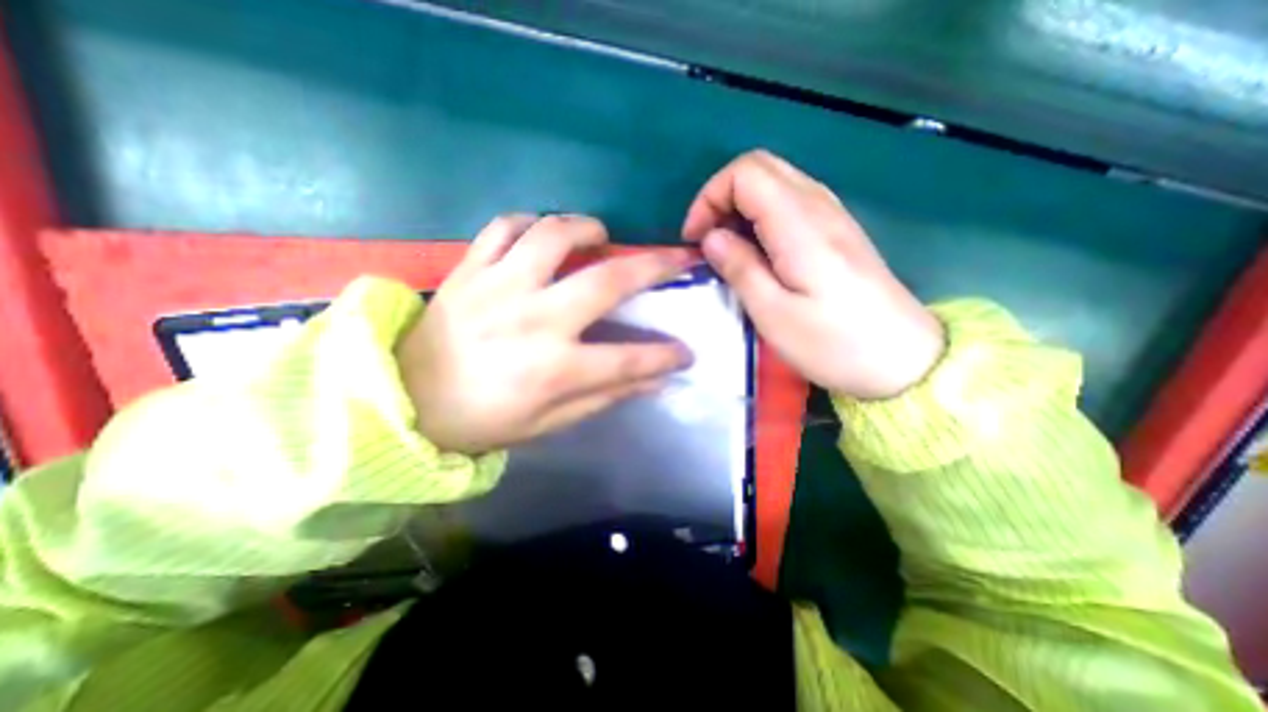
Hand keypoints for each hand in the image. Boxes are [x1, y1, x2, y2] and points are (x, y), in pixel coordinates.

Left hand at [397, 215, 692, 453]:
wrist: (405, 401)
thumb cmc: (483, 420)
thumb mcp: (549, 422)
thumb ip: (604, 397)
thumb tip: (654, 382)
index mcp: (553, 368)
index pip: (629, 359)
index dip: (665, 356)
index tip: (687, 351)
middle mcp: (533, 320)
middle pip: (607, 281)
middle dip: (654, 266)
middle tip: (677, 256)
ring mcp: (498, 287)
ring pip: (552, 234)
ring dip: (587, 227)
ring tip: (601, 234)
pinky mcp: (468, 270)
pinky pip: (502, 227)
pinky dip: (528, 222)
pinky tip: (540, 234)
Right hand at [684, 150, 940, 399]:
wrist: (903, 359)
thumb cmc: (833, 343)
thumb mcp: (773, 314)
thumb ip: (740, 268)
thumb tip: (711, 238)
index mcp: (800, 225)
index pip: (746, 173)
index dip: (710, 197)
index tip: (696, 239)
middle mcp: (819, 206)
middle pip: (761, 167)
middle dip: (721, 197)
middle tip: (707, 241)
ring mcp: (832, 215)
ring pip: (776, 182)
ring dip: (740, 207)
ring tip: (727, 249)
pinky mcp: (837, 231)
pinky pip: (791, 202)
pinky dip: (761, 217)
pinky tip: (757, 252)